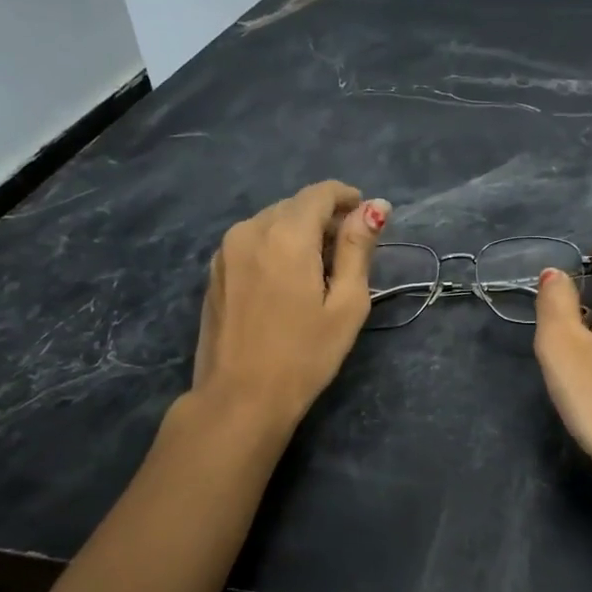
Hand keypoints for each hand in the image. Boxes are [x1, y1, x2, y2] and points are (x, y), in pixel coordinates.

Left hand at [189, 181, 389, 429]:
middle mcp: (250, 230)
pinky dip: (275, 248)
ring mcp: (226, 250)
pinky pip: (252, 242)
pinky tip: (287, 283)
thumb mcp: (346, 304)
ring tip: (319, 273)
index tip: (367, 219)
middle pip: (295, 206)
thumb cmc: (304, 356)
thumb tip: (376, 206)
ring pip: (271, 223)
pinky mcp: (215, 271)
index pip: (320, 193)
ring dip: (299, 234)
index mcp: (286, 235)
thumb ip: (358, 249)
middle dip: (324, 219)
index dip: (348, 198)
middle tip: (348, 256)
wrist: (239, 398)